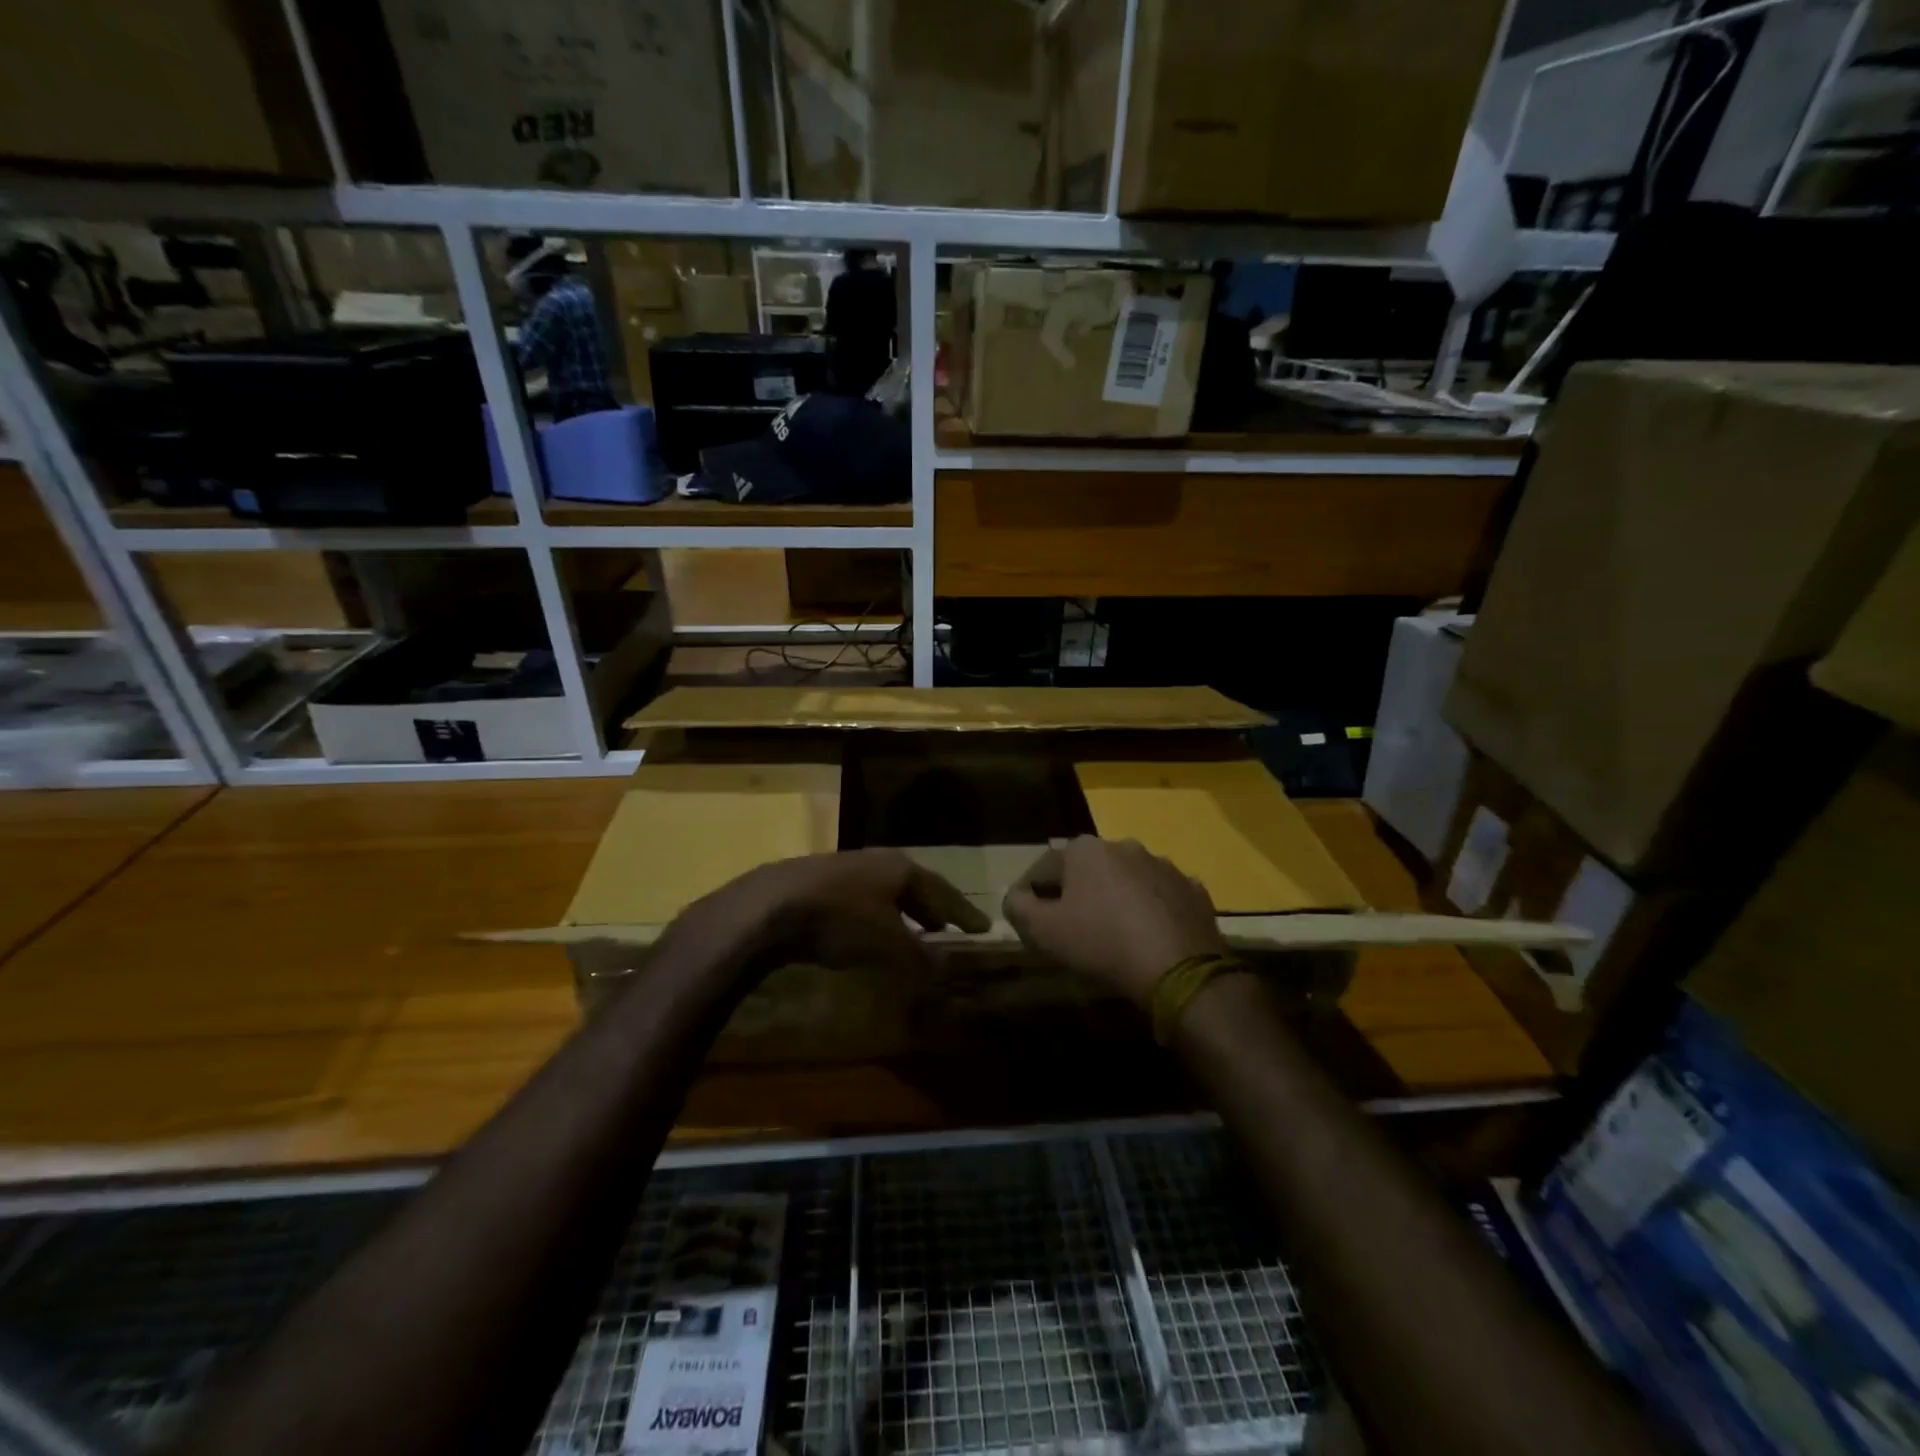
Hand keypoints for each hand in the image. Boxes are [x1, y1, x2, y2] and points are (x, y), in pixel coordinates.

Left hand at [689, 848, 990, 976]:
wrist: (769, 905)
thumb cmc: (840, 920)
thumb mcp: (887, 943)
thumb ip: (919, 955)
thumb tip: (943, 966)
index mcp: (901, 868)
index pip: (943, 891)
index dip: (963, 912)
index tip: (982, 927)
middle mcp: (877, 860)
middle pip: (914, 885)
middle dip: (932, 908)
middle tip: (949, 927)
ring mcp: (844, 866)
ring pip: (885, 890)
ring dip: (902, 911)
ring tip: (913, 930)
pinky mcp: (816, 880)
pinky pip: (861, 897)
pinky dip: (875, 914)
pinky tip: (868, 930)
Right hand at [1002, 836, 1225, 1002]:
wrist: (1179, 968)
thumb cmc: (1102, 943)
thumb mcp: (1044, 932)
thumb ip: (1019, 908)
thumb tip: (1016, 897)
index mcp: (1085, 850)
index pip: (1044, 867)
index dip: (1030, 893)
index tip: (1027, 919)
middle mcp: (1124, 845)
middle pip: (1087, 871)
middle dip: (1076, 893)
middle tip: (1069, 927)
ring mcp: (1164, 866)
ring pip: (1126, 881)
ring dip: (1115, 899)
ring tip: (1112, 934)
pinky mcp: (1192, 890)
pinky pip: (1160, 897)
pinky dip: (1150, 911)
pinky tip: (1148, 938)